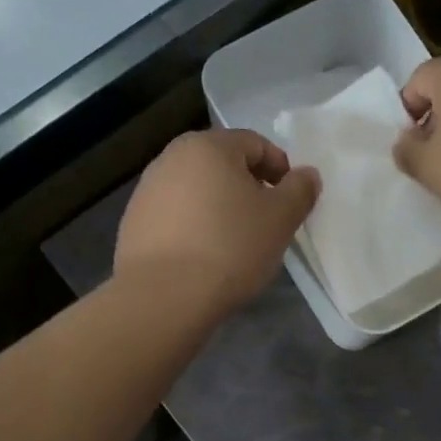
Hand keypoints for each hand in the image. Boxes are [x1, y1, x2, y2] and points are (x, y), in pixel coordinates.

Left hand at [115, 128, 320, 315]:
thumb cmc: (230, 247)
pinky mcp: (133, 223)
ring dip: (220, 207)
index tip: (291, 201)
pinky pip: (176, 216)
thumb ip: (300, 190)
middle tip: (266, 221)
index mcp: (208, 146)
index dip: (281, 169)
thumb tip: (306, 175)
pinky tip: (204, 256)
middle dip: (249, 187)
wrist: (163, 296)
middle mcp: (171, 158)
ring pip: (197, 190)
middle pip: (222, 164)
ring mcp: (147, 190)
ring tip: (235, 242)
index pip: (255, 144)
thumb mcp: (281, 218)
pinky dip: (195, 227)